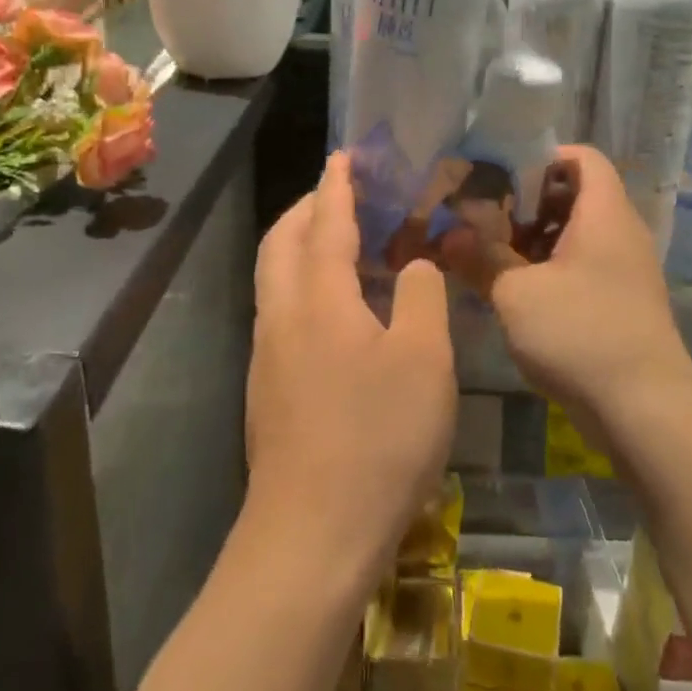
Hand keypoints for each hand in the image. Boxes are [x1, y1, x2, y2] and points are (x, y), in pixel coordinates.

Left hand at [246, 152, 457, 579]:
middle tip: (343, 195)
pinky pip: (281, 311)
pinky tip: (339, 311)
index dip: (338, 185)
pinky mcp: (268, 389)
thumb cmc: (378, 438)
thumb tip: (414, 265)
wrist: (313, 534)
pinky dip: (303, 285)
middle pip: (281, 242)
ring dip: (302, 247)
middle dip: (308, 209)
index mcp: (318, 298)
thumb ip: (422, 297)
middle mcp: (281, 316)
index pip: (325, 222)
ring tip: (343, 245)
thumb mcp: (424, 360)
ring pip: (274, 278)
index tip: (345, 156)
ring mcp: (267, 355)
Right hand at [441, 145, 691, 422]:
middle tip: (483, 217)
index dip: (541, 157)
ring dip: (534, 240)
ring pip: (576, 235)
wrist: (644, 408)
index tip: (498, 176)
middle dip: (527, 203)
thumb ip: (480, 257)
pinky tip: (517, 291)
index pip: (582, 158)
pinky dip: (550, 269)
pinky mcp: (622, 302)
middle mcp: (621, 233)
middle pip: (575, 196)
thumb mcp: (516, 293)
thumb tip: (448, 235)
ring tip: (491, 255)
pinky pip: (583, 267)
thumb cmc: (579, 333)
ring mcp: (625, 270)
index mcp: (604, 214)